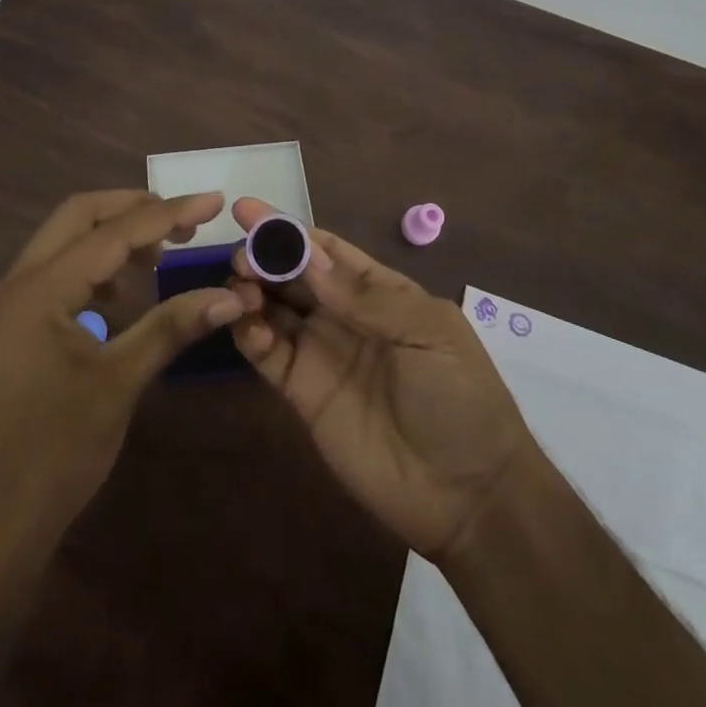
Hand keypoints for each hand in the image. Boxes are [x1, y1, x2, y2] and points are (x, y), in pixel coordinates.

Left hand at [0, 190, 243, 560]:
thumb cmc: (55, 453)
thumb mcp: (120, 382)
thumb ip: (172, 327)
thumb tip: (231, 296)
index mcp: (39, 289)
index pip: (113, 233)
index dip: (167, 213)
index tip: (213, 201)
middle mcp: (19, 281)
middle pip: (80, 215)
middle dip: (135, 208)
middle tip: (185, 220)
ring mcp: (13, 301)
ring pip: (68, 239)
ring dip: (115, 234)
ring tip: (163, 252)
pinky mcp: (17, 322)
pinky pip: (60, 269)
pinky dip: (97, 264)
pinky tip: (127, 292)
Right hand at [227, 197, 537, 561]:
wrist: (467, 496)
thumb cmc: (459, 397)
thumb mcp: (427, 331)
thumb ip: (365, 296)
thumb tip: (306, 254)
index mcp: (378, 291)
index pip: (325, 250)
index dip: (289, 230)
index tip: (248, 210)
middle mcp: (344, 315)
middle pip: (293, 275)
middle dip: (264, 257)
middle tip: (240, 254)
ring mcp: (321, 353)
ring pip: (274, 309)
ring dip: (251, 291)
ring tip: (237, 286)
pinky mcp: (302, 393)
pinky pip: (269, 355)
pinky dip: (250, 335)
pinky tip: (242, 324)